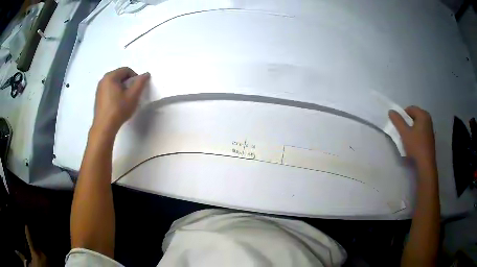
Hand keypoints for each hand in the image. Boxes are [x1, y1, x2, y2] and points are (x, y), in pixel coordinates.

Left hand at [92, 67, 149, 134]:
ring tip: (125, 100)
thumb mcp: (133, 96)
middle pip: (119, 76)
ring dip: (122, 88)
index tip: (137, 88)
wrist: (104, 127)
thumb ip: (140, 83)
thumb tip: (146, 74)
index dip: (135, 77)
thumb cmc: (119, 110)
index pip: (126, 70)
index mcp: (111, 76)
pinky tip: (117, 104)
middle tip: (132, 94)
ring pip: (114, 83)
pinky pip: (109, 90)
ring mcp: (99, 89)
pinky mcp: (98, 97)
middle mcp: (103, 80)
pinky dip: (115, 93)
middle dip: (128, 83)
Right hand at [389, 106, 435, 165]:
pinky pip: (421, 130)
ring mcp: (430, 128)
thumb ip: (397, 121)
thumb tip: (391, 111)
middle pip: (414, 116)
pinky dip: (416, 134)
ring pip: (417, 124)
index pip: (410, 109)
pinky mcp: (430, 137)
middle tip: (403, 132)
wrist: (425, 164)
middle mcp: (428, 119)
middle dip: (407, 122)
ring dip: (411, 129)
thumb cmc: (416, 146)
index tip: (399, 126)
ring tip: (408, 138)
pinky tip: (414, 143)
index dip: (402, 115)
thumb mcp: (404, 133)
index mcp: (423, 115)